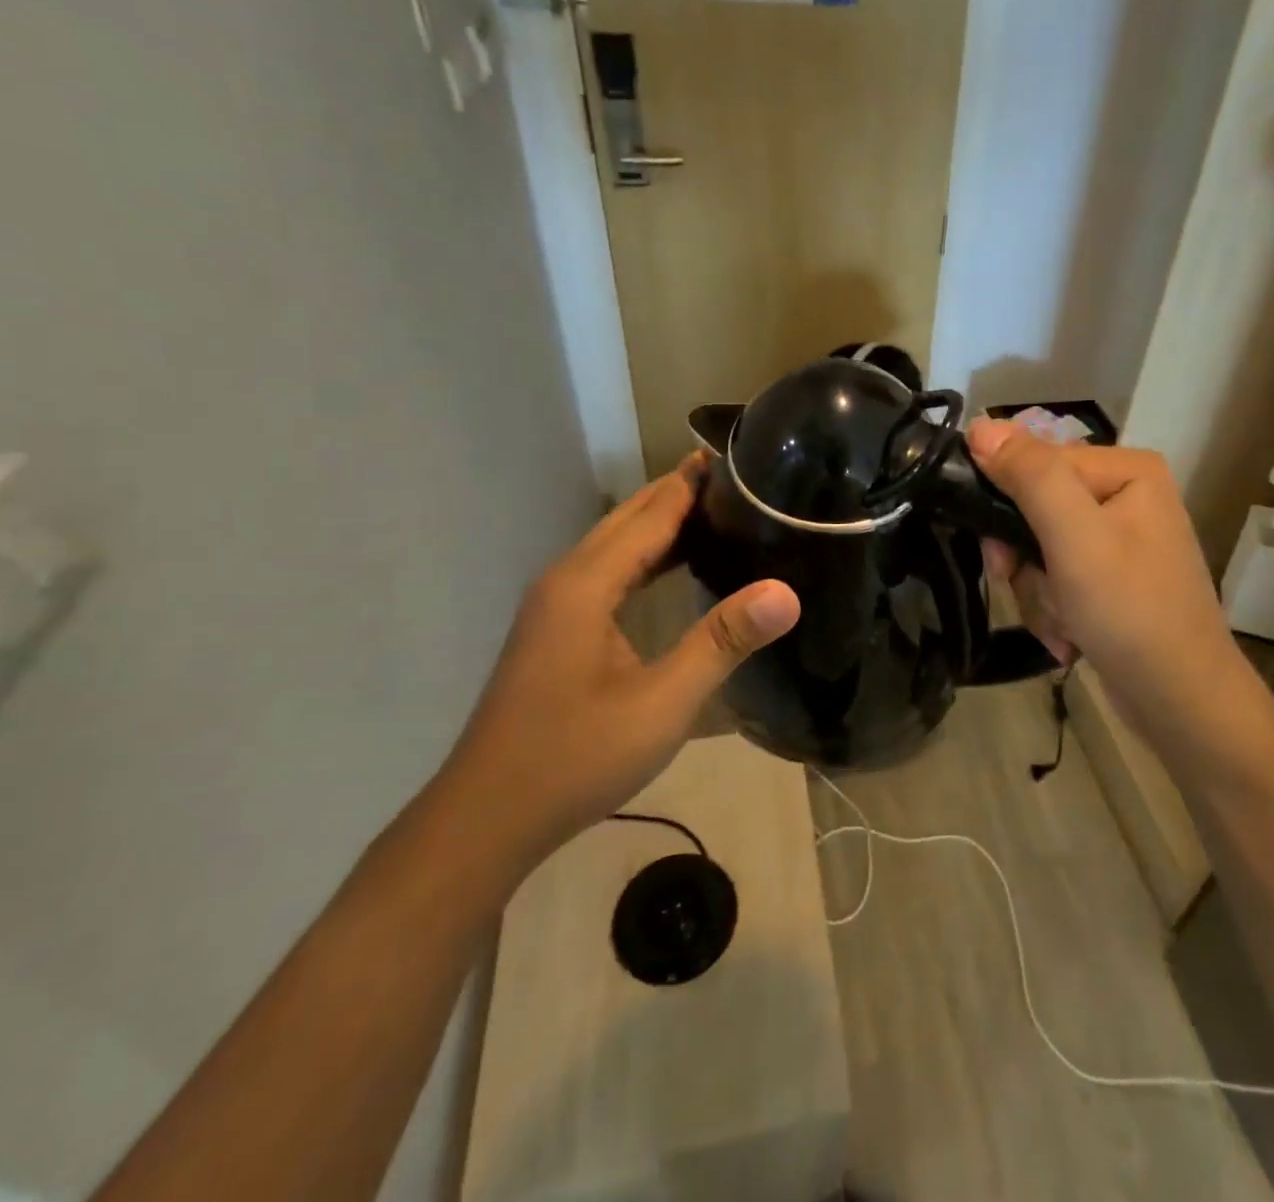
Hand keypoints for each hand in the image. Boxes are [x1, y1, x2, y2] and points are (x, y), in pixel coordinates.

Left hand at [437, 455, 799, 872]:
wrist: (487, 818)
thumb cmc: (576, 757)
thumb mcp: (662, 702)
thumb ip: (722, 641)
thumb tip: (786, 591)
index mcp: (586, 583)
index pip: (651, 513)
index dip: (693, 482)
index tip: (739, 456)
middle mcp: (566, 580)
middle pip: (629, 519)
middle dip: (680, 493)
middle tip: (740, 478)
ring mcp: (555, 606)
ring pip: (616, 546)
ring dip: (663, 524)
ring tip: (718, 512)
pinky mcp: (557, 631)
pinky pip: (609, 573)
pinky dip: (647, 558)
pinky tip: (674, 567)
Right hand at [967, 419, 1251, 762]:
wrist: (1181, 703)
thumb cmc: (1131, 612)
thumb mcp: (1075, 536)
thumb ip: (1029, 475)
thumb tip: (979, 425)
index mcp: (1126, 469)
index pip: (1035, 462)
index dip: (1006, 506)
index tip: (1000, 558)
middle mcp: (1124, 495)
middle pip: (1033, 507)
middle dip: (1026, 559)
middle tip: (1027, 588)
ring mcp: (1118, 539)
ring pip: (1038, 548)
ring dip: (1038, 592)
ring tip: (1064, 624)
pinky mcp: (1110, 578)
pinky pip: (1056, 577)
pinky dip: (1053, 609)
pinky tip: (1071, 637)